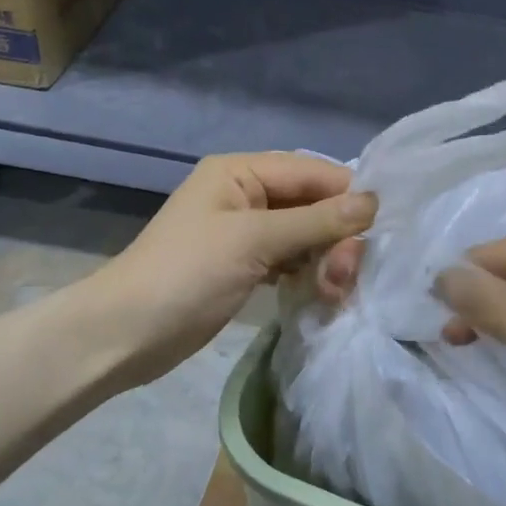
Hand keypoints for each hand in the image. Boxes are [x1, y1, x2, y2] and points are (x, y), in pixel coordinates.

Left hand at [86, 153, 375, 388]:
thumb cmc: (186, 274)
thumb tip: (373, 202)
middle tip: (346, 275)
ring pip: (305, 235)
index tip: (379, 229)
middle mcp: (245, 194)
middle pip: (311, 204)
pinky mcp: (245, 266)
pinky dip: (308, 274)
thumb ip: (316, 222)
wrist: (126, 333)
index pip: (311, 171)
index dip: (347, 195)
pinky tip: (322, 294)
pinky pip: (290, 260)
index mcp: (240, 172)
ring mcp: (245, 233)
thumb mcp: (254, 241)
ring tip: (334, 290)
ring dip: (326, 258)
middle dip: (335, 236)